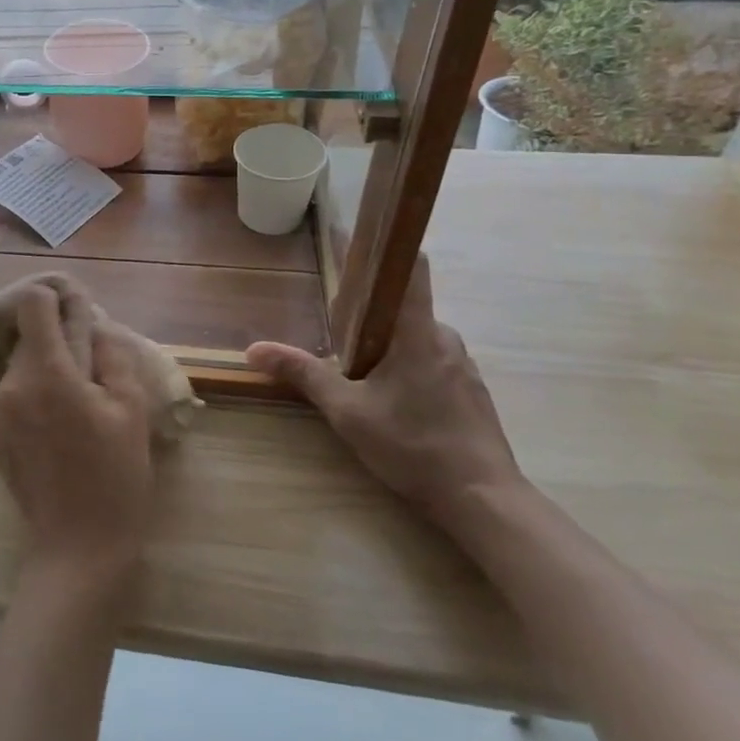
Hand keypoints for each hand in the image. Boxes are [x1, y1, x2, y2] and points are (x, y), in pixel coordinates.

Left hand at [0, 285, 155, 585]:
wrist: (78, 548)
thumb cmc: (115, 476)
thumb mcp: (131, 409)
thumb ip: (110, 355)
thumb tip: (94, 325)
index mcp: (46, 372)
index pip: (32, 303)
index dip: (55, 299)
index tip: (77, 315)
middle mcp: (12, 384)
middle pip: (28, 337)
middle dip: (58, 342)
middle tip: (92, 371)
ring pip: (22, 367)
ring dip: (47, 371)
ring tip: (79, 406)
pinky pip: (14, 396)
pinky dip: (35, 397)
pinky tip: (60, 431)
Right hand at [245, 256, 522, 525]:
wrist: (485, 502)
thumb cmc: (414, 446)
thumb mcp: (347, 411)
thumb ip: (303, 374)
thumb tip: (254, 349)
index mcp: (418, 330)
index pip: (410, 267)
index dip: (383, 247)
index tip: (354, 237)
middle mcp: (445, 337)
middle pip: (403, 304)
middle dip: (368, 310)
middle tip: (334, 329)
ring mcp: (462, 365)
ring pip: (415, 335)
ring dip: (386, 341)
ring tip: (355, 368)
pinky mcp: (469, 390)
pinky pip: (430, 359)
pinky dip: (405, 364)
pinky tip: (389, 398)